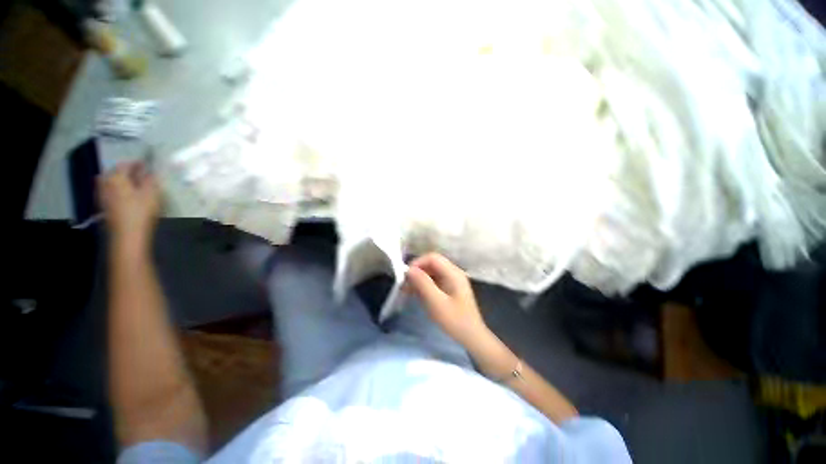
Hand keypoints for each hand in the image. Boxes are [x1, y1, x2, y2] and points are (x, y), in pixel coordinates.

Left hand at [98, 162, 160, 247]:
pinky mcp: (103, 206)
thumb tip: (150, 171)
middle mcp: (105, 183)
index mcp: (116, 177)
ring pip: (111, 182)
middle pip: (115, 172)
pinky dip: (117, 190)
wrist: (127, 235)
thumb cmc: (141, 211)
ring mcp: (102, 195)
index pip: (126, 164)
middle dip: (126, 172)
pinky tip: (125, 196)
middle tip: (139, 174)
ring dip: (120, 181)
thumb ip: (150, 180)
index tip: (147, 164)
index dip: (137, 163)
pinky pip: (109, 192)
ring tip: (132, 185)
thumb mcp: (152, 193)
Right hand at [406, 253, 487, 346]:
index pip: (432, 258)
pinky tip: (417, 295)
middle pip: (432, 264)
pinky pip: (435, 281)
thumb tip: (409, 270)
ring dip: (419, 279)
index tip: (406, 276)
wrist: (472, 338)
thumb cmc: (455, 321)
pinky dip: (424, 285)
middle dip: (417, 272)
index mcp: (453, 273)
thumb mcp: (436, 303)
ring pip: (432, 272)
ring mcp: (453, 281)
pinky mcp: (450, 289)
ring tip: (407, 291)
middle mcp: (453, 273)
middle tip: (404, 285)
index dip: (417, 263)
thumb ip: (423, 284)